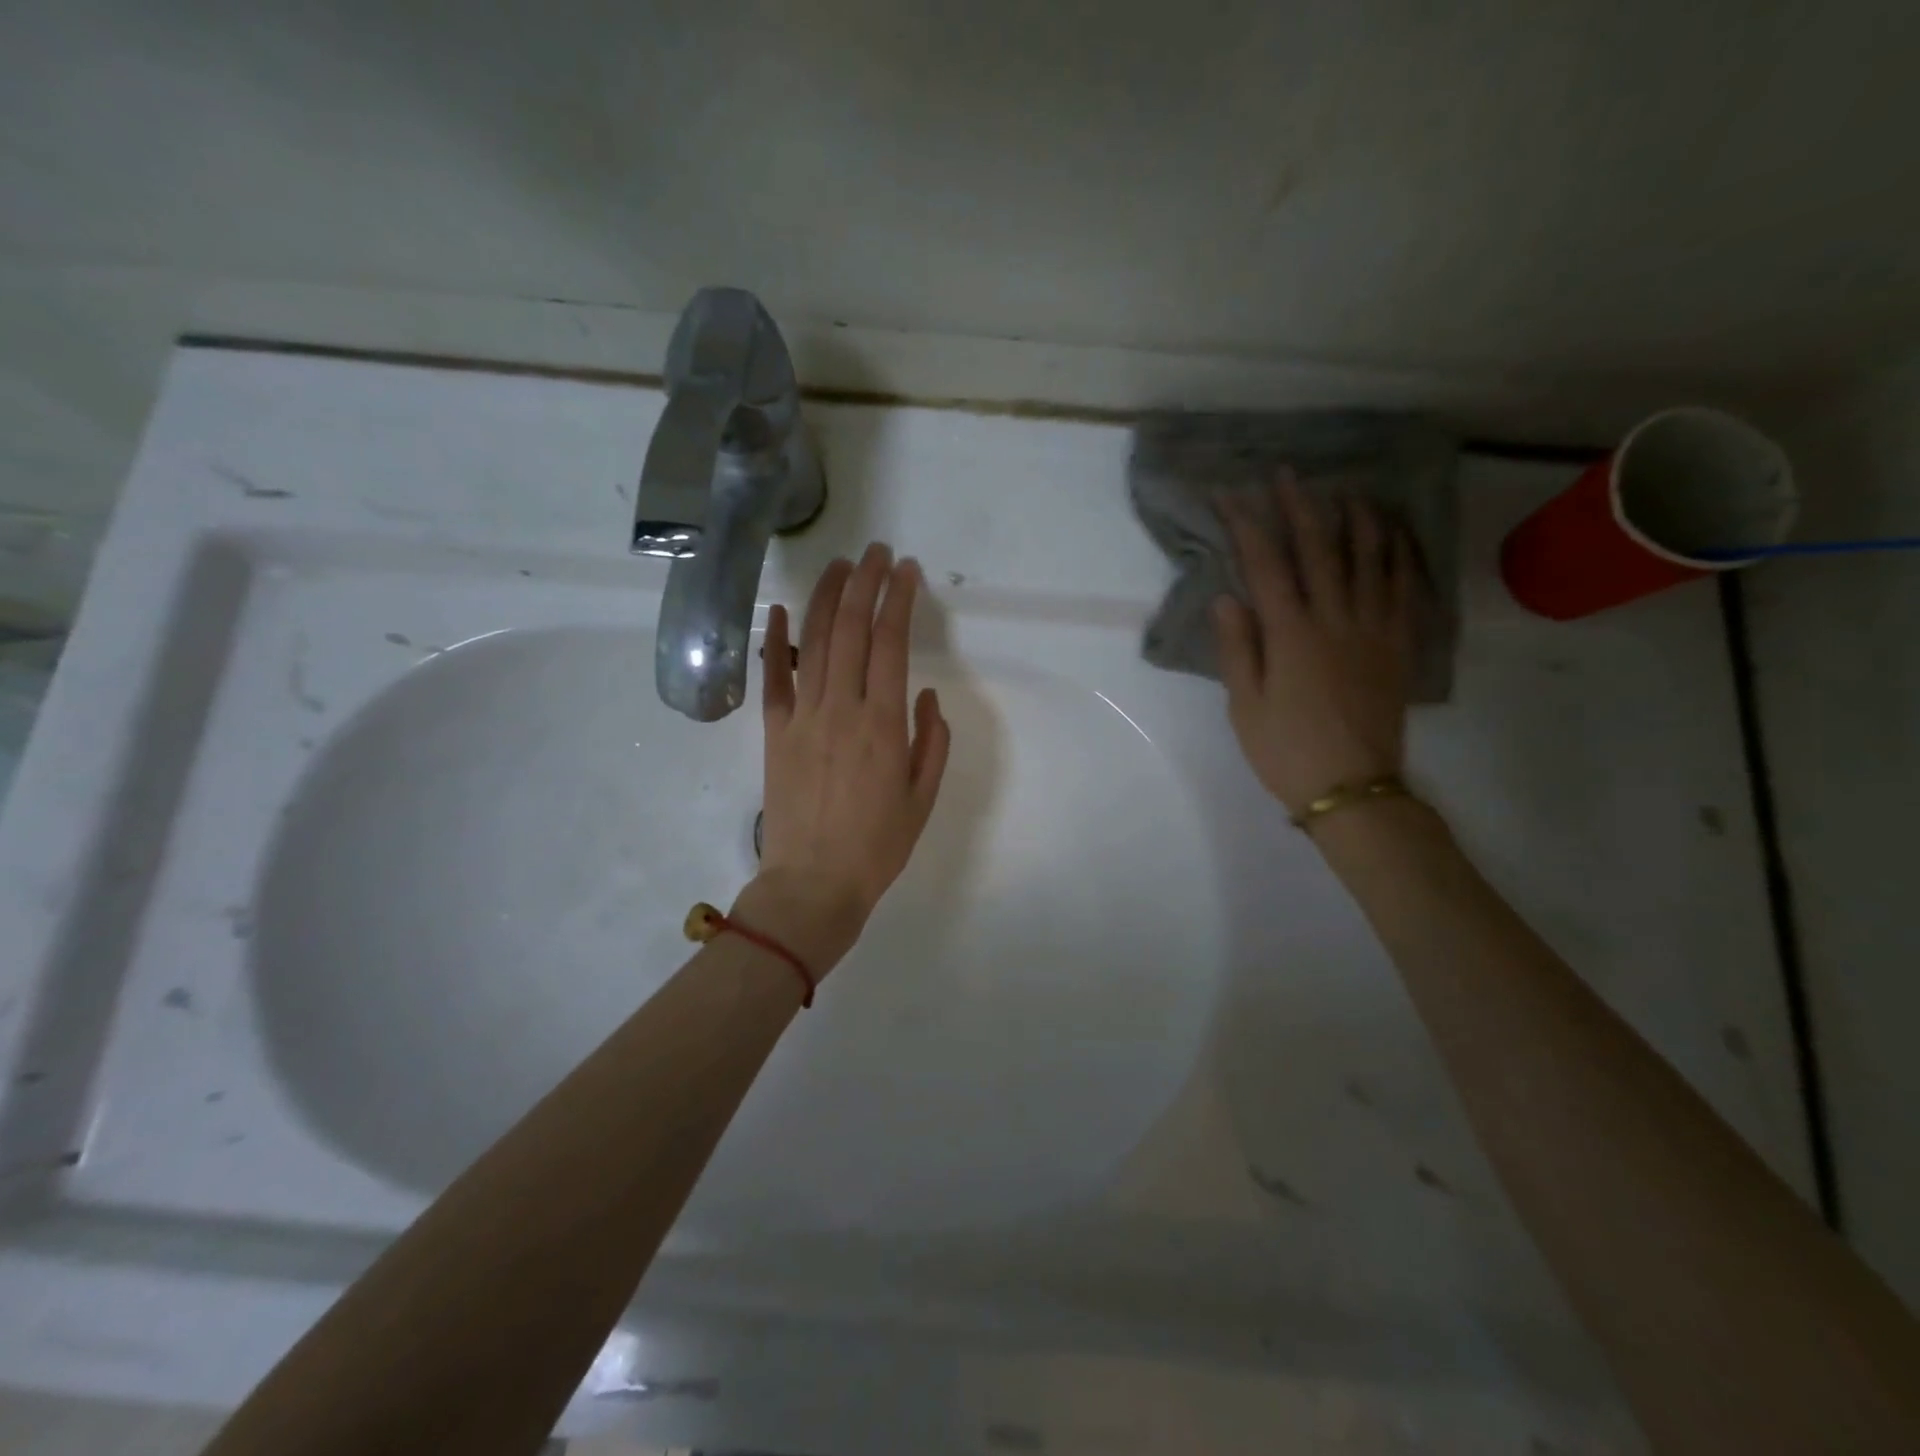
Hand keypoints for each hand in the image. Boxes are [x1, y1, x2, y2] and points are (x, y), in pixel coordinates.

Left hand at [735, 542, 950, 973]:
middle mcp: (841, 708)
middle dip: (866, 583)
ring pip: (813, 642)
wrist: (813, 883)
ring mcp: (803, 716)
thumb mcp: (923, 798)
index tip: (908, 571)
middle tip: (878, 553)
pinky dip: (774, 641)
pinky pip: (772, 677)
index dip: (899, 601)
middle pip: (851, 630)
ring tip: (840, 565)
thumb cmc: (877, 845)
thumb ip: (932, 742)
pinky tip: (777, 609)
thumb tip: (927, 695)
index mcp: (883, 724)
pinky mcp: (775, 732)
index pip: (891, 644)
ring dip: (827, 598)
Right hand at [1214, 475, 1413, 817]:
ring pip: (1368, 560)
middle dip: (1300, 507)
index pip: (1265, 565)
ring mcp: (1373, 629)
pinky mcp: (1397, 645)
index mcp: (1291, 635)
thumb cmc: (1286, 750)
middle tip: (1288, 474)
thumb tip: (1227, 597)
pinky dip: (1400, 557)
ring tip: (1346, 490)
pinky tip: (1395, 537)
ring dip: (1356, 520)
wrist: (1352, 787)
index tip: (1231, 495)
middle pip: (1318, 550)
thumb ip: (1238, 648)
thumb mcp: (1245, 705)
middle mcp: (1334, 620)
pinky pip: (1403, 590)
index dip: (1247, 525)